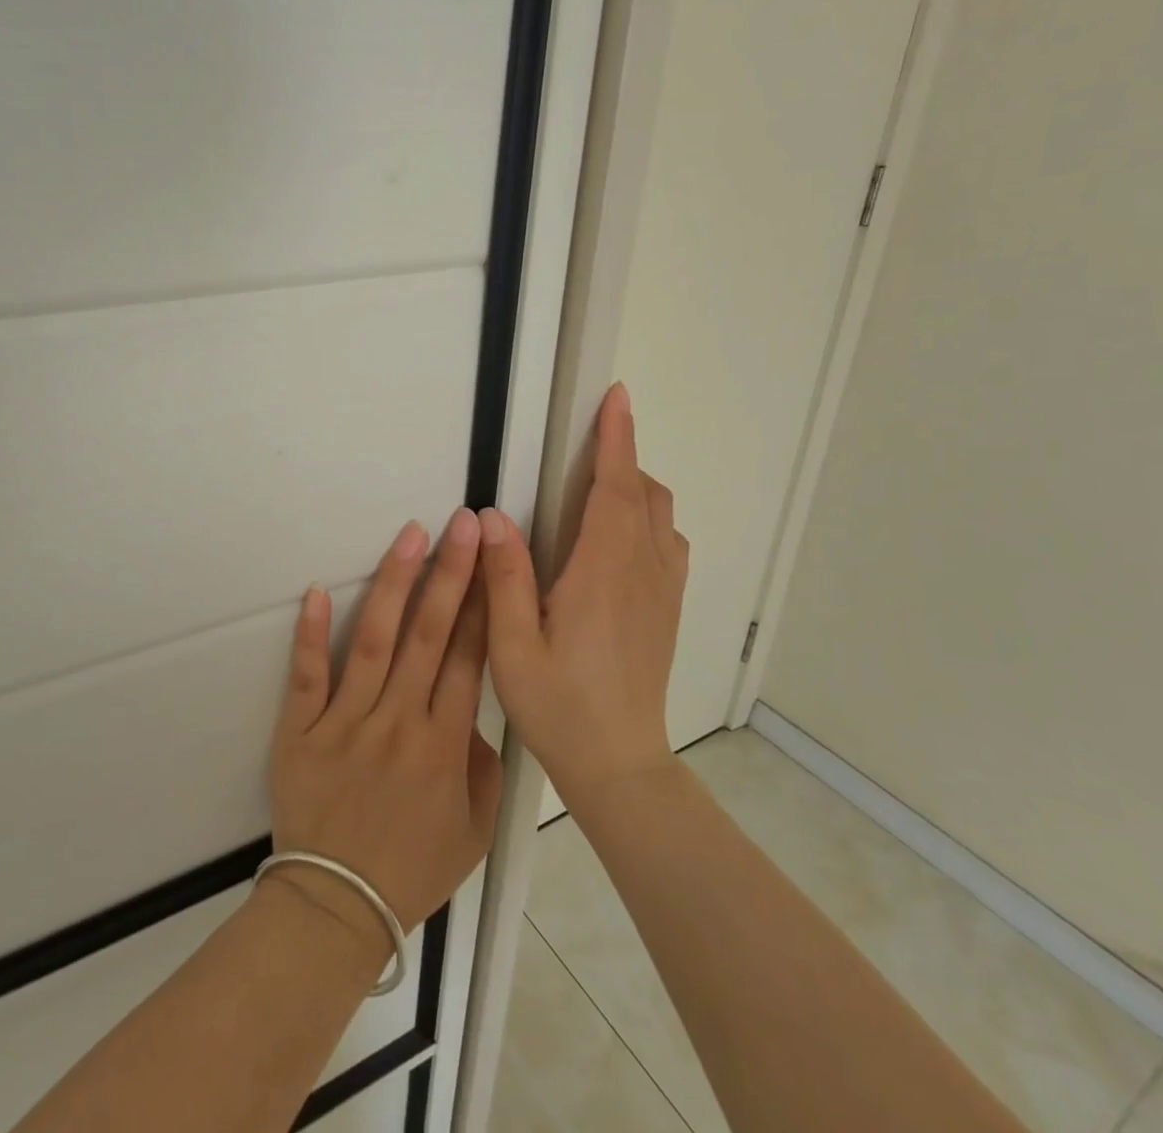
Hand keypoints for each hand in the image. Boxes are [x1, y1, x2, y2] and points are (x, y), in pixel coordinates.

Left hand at [267, 511, 502, 952]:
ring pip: (375, 641)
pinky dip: (312, 633)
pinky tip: (318, 590)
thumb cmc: (410, 868)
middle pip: (428, 635)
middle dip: (450, 574)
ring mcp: (346, 722)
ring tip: (410, 535)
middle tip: (462, 524)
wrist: (335, 906)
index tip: (492, 558)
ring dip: (393, 584)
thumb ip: (484, 766)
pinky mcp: (301, 729)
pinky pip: (308, 675)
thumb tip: (476, 711)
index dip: (482, 603)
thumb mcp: (473, 832)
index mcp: (444, 746)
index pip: (468, 658)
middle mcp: (398, 723)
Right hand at [478, 382, 688, 804]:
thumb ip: (505, 577)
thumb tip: (493, 517)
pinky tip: (617, 539)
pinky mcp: (668, 609)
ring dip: (636, 488)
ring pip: (662, 516)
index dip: (616, 439)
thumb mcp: (513, 646)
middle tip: (586, 445)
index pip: (615, 489)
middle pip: (644, 494)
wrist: (619, 764)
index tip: (617, 398)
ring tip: (596, 489)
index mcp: (602, 574)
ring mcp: (663, 591)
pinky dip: (649, 518)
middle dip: (622, 457)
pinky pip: (669, 544)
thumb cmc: (560, 706)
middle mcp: (642, 572)